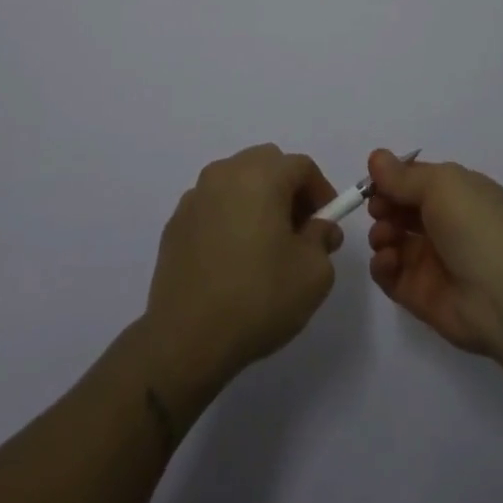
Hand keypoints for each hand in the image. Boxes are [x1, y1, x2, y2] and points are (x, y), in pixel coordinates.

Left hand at [142, 145, 343, 394]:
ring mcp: (195, 197)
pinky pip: (213, 206)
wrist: (185, 339)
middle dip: (288, 189)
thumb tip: (318, 228)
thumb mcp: (313, 273)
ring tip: (265, 244)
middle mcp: (225, 174)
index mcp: (261, 176)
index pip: (302, 166)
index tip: (327, 223)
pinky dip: (229, 217)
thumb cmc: (258, 298)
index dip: (321, 191)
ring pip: (237, 181)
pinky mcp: (175, 223)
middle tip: (299, 229)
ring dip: (257, 200)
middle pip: (267, 164)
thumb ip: (323, 239)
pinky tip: (233, 257)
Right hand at [365, 149, 502, 359]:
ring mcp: (432, 260)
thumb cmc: (475, 226)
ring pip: (393, 240)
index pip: (417, 180)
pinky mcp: (420, 293)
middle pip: (402, 209)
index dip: (393, 178)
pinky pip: (391, 274)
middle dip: (384, 205)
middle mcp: (446, 224)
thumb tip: (376, 157)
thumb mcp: (441, 185)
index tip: (373, 182)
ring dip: (381, 233)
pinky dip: (382, 265)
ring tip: (386, 238)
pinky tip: (388, 260)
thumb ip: (403, 176)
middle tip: (378, 210)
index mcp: (459, 193)